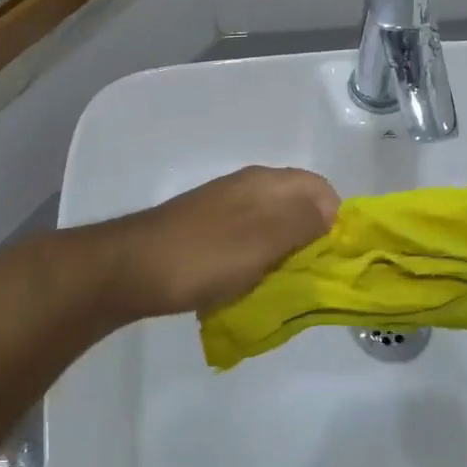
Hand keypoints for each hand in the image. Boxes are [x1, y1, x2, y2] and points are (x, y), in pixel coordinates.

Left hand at [112, 166, 339, 318]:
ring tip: (277, 284)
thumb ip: (304, 222)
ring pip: (271, 226)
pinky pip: (245, 240)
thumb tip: (331, 213)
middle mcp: (248, 187)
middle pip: (297, 207)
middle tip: (307, 275)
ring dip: (281, 253)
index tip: (330, 258)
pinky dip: (255, 260)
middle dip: (309, 240)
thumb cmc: (207, 255)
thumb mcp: (265, 239)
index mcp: (267, 183)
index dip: (334, 221)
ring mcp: (223, 207)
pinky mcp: (205, 229)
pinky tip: (244, 283)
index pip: (320, 189)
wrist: (132, 269)